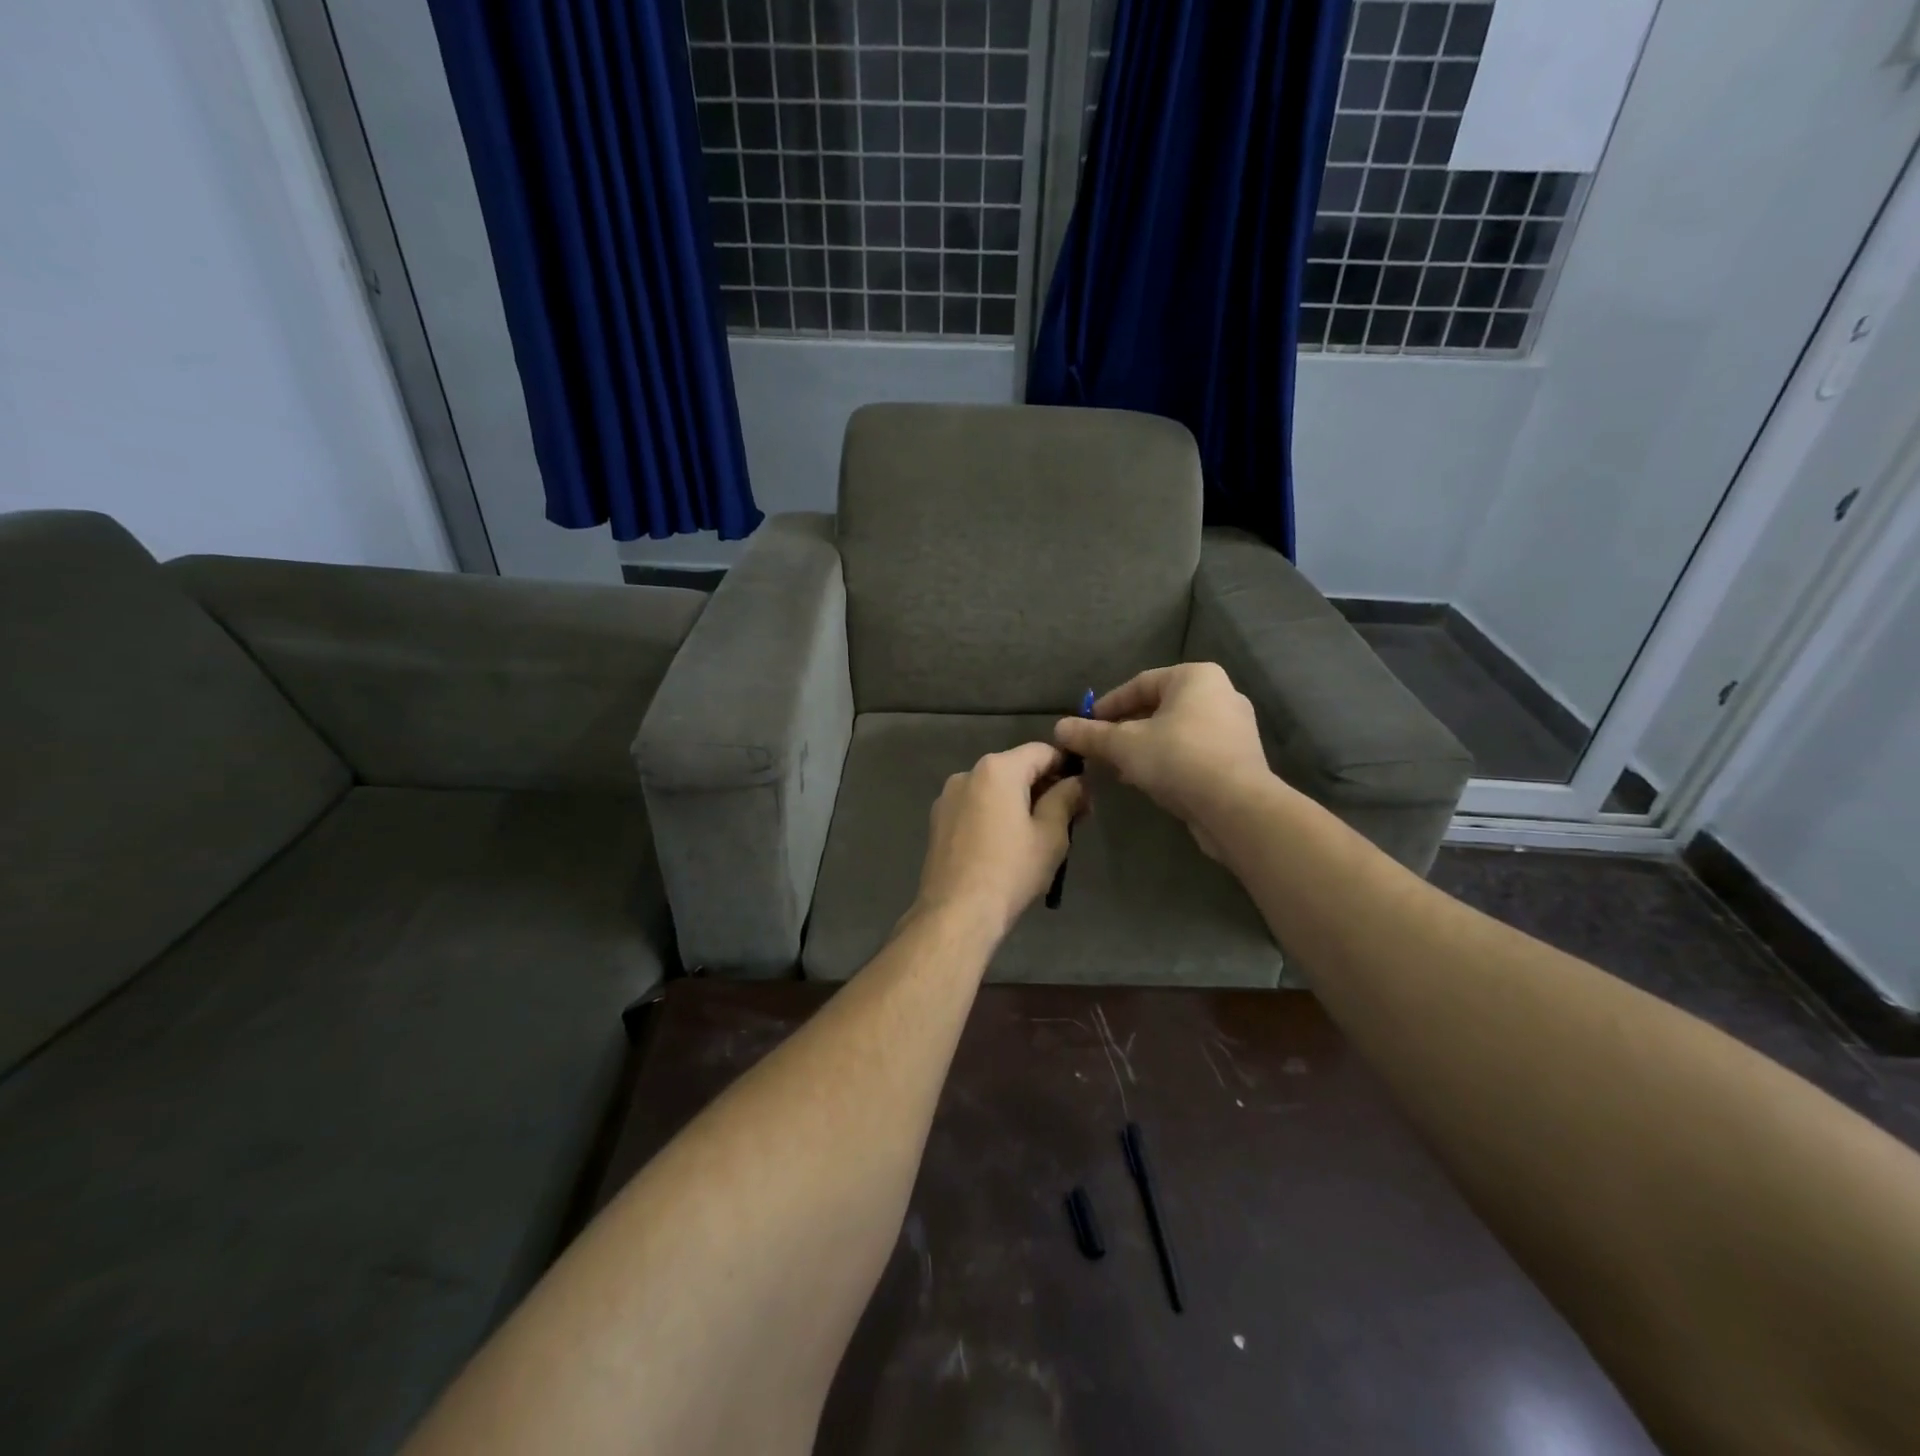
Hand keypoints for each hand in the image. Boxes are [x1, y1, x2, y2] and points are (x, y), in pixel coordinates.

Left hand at [912, 743, 1086, 938]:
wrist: (956, 913)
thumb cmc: (1010, 871)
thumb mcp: (1051, 835)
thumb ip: (1066, 798)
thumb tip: (1077, 782)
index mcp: (997, 769)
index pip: (1042, 751)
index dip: (1067, 767)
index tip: (1084, 795)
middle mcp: (968, 773)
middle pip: (1016, 768)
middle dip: (1044, 787)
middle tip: (1069, 819)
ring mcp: (948, 797)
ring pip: (995, 789)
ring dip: (1019, 802)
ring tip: (1038, 836)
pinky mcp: (938, 821)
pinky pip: (976, 807)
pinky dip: (995, 815)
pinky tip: (1006, 845)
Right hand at [1053, 663, 1273, 857]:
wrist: (1236, 807)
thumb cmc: (1178, 759)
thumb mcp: (1124, 745)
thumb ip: (1090, 735)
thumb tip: (1059, 728)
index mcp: (1196, 678)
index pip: (1140, 684)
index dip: (1107, 705)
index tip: (1085, 725)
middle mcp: (1220, 694)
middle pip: (1158, 707)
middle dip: (1124, 728)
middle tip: (1099, 748)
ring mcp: (1233, 728)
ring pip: (1175, 732)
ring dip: (1143, 748)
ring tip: (1116, 768)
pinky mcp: (1238, 759)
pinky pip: (1192, 752)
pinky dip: (1166, 761)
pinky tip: (1145, 781)